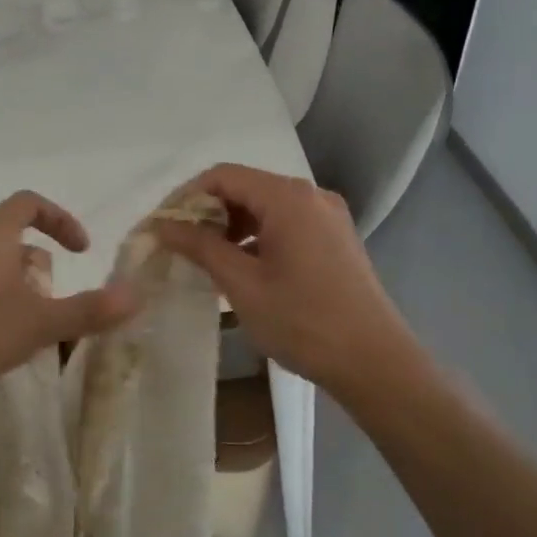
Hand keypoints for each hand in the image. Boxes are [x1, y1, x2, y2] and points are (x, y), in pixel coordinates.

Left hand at [0, 191, 138, 406]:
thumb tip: (136, 296)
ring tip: (31, 323)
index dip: (61, 220)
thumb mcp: (40, 322)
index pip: (30, 203)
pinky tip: (0, 339)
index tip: (80, 250)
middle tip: (53, 298)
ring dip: (18, 286)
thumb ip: (89, 309)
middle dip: (41, 265)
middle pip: (12, 237)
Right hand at [154, 164, 413, 397]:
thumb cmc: (302, 321)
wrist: (373, 361)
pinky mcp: (335, 239)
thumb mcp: (242, 284)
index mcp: (288, 198)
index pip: (223, 176)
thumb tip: (163, 226)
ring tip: (208, 262)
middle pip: (246, 188)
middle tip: (181, 247)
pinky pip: (286, 225)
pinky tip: (243, 269)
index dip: (186, 197)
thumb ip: (201, 247)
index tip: (162, 228)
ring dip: (232, 227)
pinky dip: (257, 238)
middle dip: (208, 212)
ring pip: (266, 207)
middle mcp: (311, 196)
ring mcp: (328, 217)